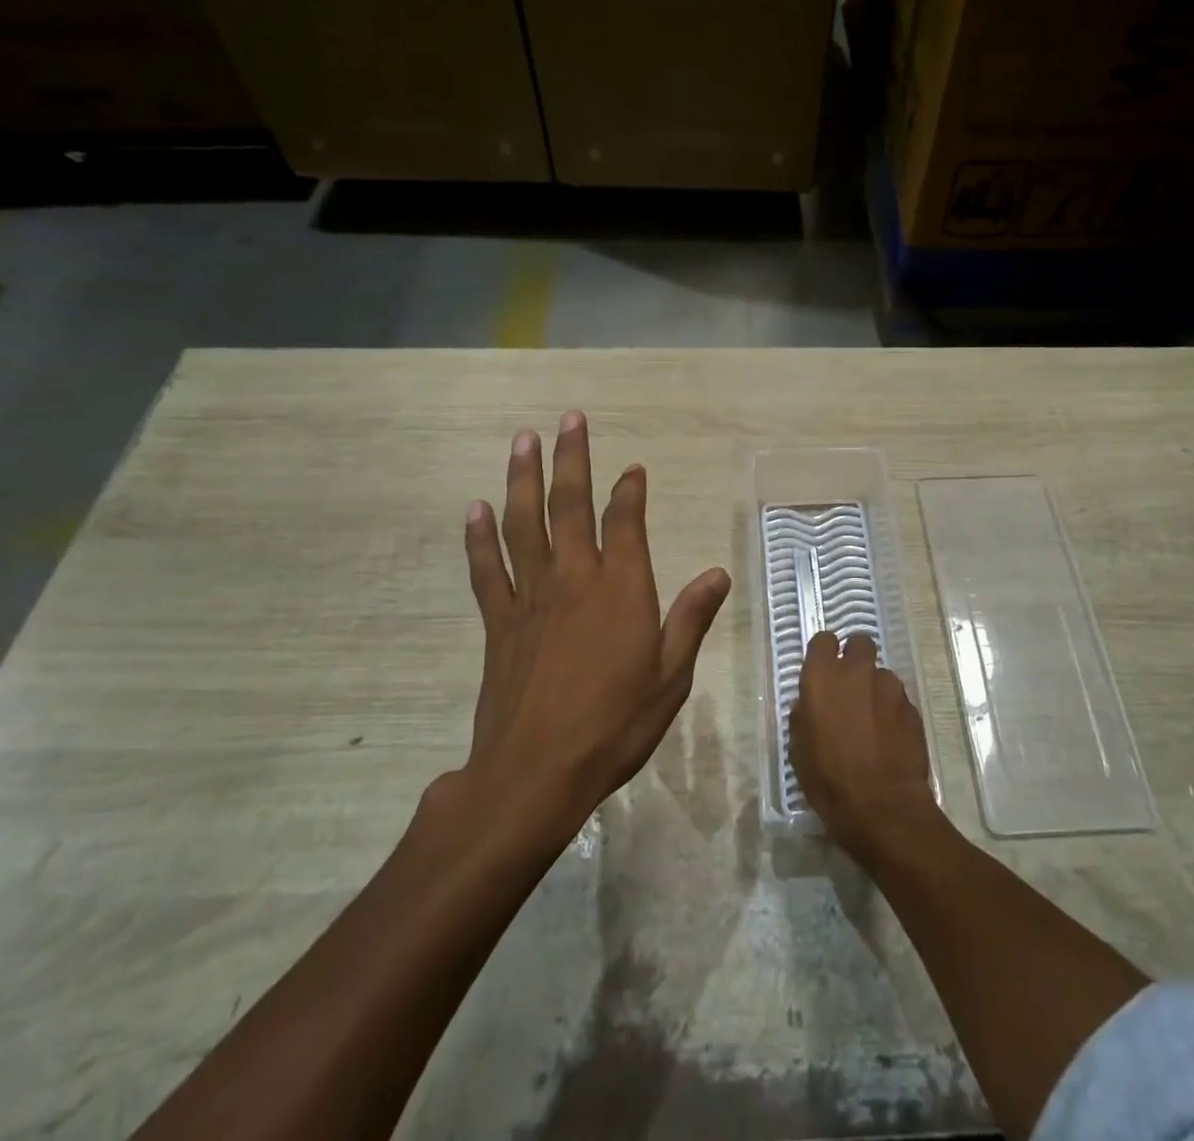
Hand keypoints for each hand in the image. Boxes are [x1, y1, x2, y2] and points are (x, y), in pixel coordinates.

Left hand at [455, 411, 731, 831]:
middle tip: (569, 419)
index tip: (632, 468)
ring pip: (524, 523)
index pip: (626, 522)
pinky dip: (479, 537)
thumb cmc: (614, 726)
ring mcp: (531, 597)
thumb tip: (718, 573)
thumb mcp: (671, 677)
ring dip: (523, 478)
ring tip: (522, 440)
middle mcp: (574, 579)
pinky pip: (487, 568)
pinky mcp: (499, 621)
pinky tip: (475, 508)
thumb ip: (691, 619)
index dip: (629, 490)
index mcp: (621, 588)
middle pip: (571, 505)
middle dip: (573, 459)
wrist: (534, 773)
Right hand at [789, 630, 939, 862]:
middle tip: (850, 687)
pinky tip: (890, 738)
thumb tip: (808, 704)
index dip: (824, 653)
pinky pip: (899, 699)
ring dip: (876, 688)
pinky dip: (893, 711)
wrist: (882, 807)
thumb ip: (803, 716)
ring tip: (873, 721)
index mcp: (822, 677)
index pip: (823, 640)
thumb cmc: (829, 779)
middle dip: (855, 658)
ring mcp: (889, 687)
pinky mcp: (912, 707)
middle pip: (859, 643)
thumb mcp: (799, 750)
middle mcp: (857, 672)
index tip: (823, 670)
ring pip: (881, 674)